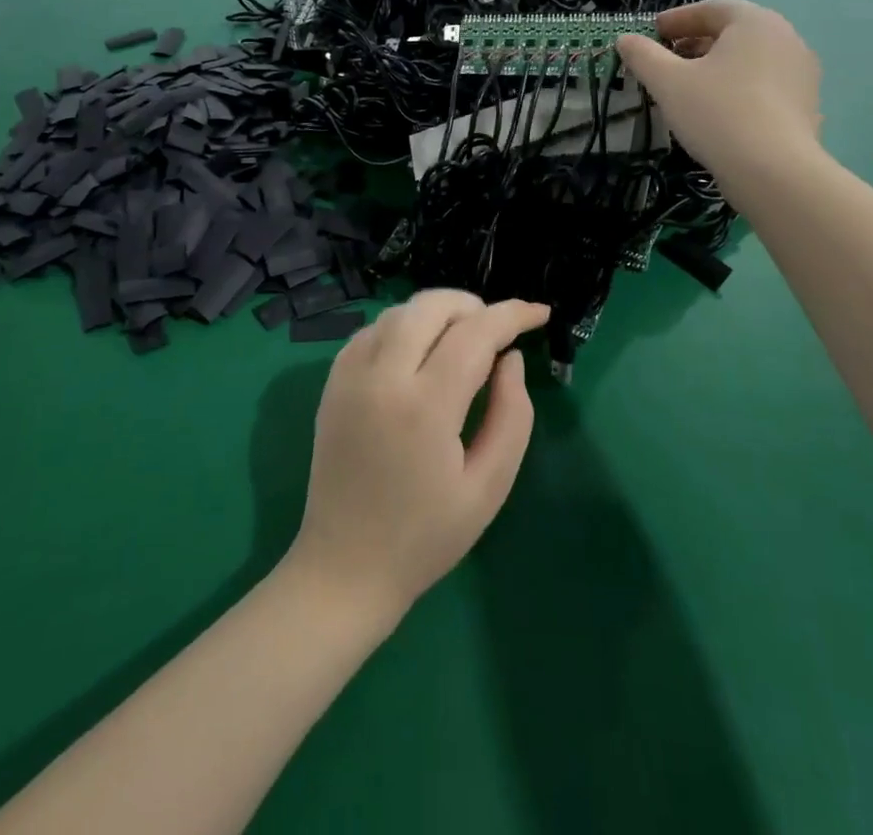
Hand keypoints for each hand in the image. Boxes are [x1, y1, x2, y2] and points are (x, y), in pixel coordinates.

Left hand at [286, 291, 545, 625]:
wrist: (344, 566)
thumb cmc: (426, 536)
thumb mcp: (489, 486)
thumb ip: (511, 415)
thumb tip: (510, 359)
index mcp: (425, 406)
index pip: (475, 333)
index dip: (512, 314)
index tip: (539, 312)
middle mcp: (382, 376)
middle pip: (431, 306)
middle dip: (473, 305)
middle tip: (498, 330)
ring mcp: (350, 375)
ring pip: (400, 310)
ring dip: (437, 312)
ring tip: (463, 339)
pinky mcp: (332, 381)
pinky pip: (373, 329)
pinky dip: (404, 326)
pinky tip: (420, 352)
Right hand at [616, 0, 822, 189]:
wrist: (774, 171)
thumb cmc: (716, 113)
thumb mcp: (667, 82)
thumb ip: (642, 55)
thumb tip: (625, 39)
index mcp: (754, 22)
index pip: (712, 8)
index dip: (678, 19)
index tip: (653, 33)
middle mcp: (786, 38)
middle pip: (733, 32)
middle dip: (696, 42)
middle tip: (668, 59)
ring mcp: (802, 73)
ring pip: (750, 59)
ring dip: (717, 66)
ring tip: (689, 87)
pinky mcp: (807, 105)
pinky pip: (765, 85)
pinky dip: (738, 88)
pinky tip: (718, 112)